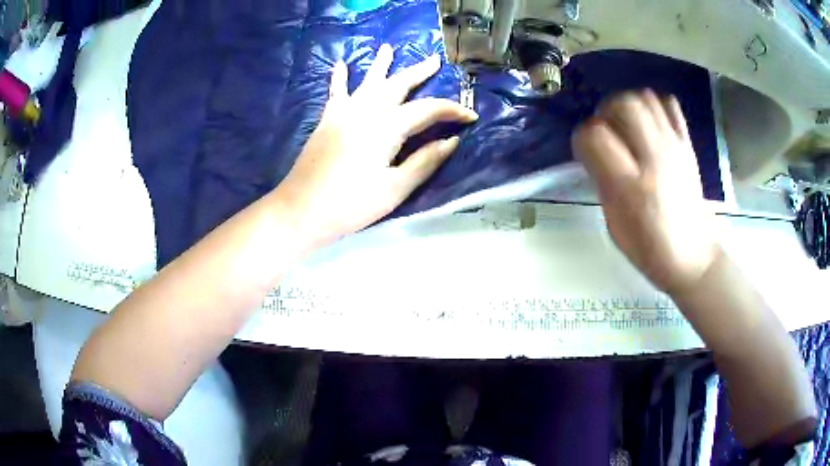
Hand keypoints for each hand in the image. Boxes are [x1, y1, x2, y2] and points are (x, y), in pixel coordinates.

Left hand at [275, 44, 477, 249]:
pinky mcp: (327, 120)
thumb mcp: (395, 188)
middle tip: (435, 60)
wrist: (301, 209)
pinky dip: (339, 78)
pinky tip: (340, 64)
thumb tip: (451, 140)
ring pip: (369, 81)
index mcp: (387, 127)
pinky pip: (336, 92)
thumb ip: (424, 161)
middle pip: (398, 84)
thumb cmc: (351, 204)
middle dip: (419, 72)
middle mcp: (367, 110)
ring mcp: (344, 112)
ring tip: (389, 49)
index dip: (452, 111)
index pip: (428, 110)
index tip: (471, 115)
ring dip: (382, 65)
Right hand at [572, 90, 720, 295]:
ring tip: (627, 127)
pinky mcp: (688, 145)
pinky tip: (650, 124)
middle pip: (623, 104)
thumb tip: (595, 152)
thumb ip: (603, 182)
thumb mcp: (614, 224)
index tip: (585, 152)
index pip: (594, 136)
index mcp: (630, 187)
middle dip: (606, 112)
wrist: (694, 257)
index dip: (582, 138)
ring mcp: (674, 148)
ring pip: (645, 98)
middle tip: (607, 132)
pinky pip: (670, 105)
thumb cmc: (649, 249)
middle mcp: (654, 159)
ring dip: (629, 106)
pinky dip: (655, 106)